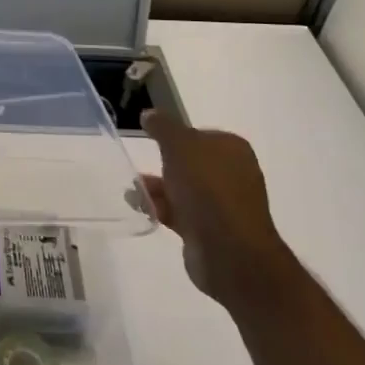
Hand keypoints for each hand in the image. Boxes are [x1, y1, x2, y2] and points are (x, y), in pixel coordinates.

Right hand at [137, 110, 289, 309]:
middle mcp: (232, 174)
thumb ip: (163, 127)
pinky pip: (180, 213)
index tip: (152, 141)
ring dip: (158, 188)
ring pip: (184, 189)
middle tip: (140, 164)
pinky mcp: (210, 231)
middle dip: (163, 164)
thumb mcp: (179, 145)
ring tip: (132, 190)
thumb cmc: (207, 187)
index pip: (200, 135)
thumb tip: (150, 114)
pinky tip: (141, 208)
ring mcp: (223, 205)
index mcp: (232, 149)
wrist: (229, 251)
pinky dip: (161, 208)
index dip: (175, 136)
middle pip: (190, 163)